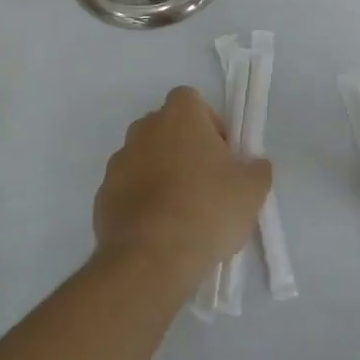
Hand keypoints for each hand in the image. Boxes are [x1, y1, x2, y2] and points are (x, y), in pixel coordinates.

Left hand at [94, 86, 272, 288]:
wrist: (152, 258)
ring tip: (181, 212)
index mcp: (179, 115)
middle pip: (166, 128)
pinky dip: (141, 201)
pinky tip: (158, 230)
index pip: (191, 101)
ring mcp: (119, 162)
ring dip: (161, 174)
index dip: (209, 123)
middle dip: (184, 148)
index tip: (222, 154)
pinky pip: (128, 189)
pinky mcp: (102, 195)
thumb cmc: (208, 209)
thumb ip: (257, 168)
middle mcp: (144, 129)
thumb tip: (254, 165)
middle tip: (205, 182)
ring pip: (145, 158)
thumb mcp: (252, 189)